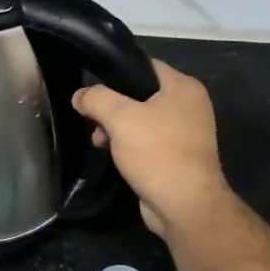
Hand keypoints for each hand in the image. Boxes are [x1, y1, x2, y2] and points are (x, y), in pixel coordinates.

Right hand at [73, 59, 231, 239]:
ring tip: (98, 142)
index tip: (91, 86)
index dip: (115, 72)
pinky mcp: (178, 156)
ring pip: (141, 119)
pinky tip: (112, 155)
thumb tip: (80, 96)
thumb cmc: (157, 153)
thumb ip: (96, 99)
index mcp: (183, 87)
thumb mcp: (120, 118)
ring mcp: (186, 133)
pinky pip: (148, 141)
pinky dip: (129, 145)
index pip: (144, 66)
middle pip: (141, 94)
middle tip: (92, 120)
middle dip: (112, 107)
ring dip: (116, 128)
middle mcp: (189, 106)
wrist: (184, 205)